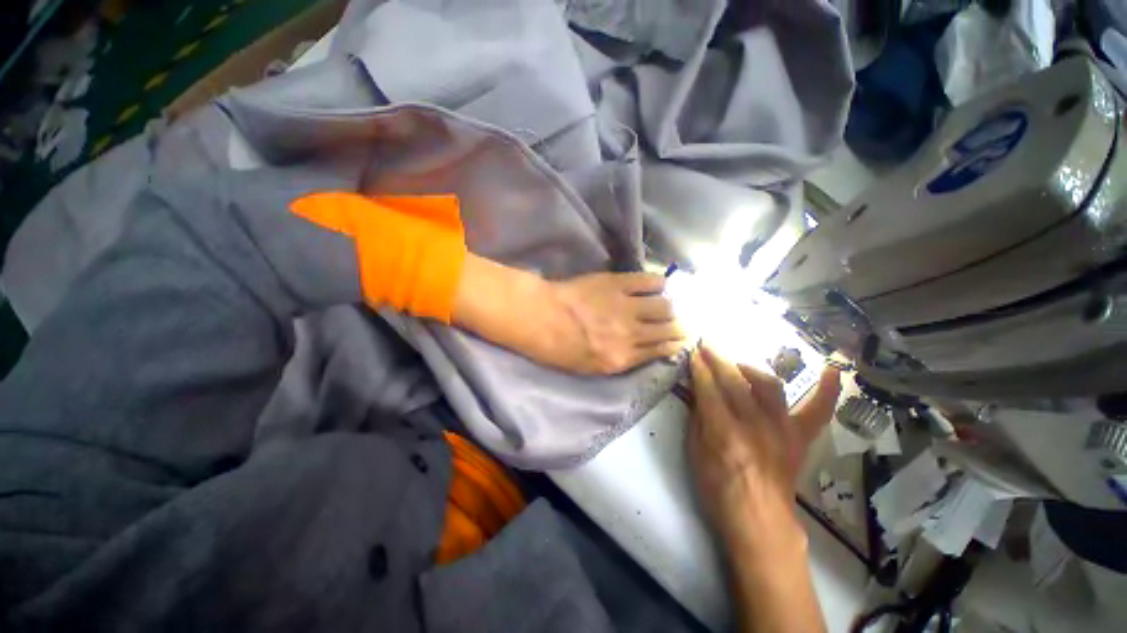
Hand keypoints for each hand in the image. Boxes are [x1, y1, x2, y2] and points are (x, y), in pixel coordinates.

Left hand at [543, 272, 686, 373]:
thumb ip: (619, 362)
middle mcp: (630, 334)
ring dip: (673, 306)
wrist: (539, 318)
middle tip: (685, 321)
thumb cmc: (558, 347)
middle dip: (681, 326)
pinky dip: (660, 283)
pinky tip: (661, 284)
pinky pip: (649, 281)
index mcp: (622, 358)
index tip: (684, 339)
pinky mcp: (617, 284)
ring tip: (673, 303)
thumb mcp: (589, 367)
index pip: (661, 350)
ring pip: (665, 305)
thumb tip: (642, 351)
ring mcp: (625, 306)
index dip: (677, 344)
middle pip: (668, 328)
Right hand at [688, 344, 839, 632]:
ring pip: (769, 386)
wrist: (759, 520)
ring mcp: (783, 430)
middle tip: (707, 346)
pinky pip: (817, 410)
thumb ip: (697, 417)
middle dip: (718, 359)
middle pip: (735, 382)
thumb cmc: (718, 489)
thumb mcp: (695, 452)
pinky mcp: (801, 438)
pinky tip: (831, 370)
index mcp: (725, 433)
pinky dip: (826, 390)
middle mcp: (756, 426)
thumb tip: (697, 388)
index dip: (700, 368)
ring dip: (749, 369)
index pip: (709, 389)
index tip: (693, 352)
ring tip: (737, 366)